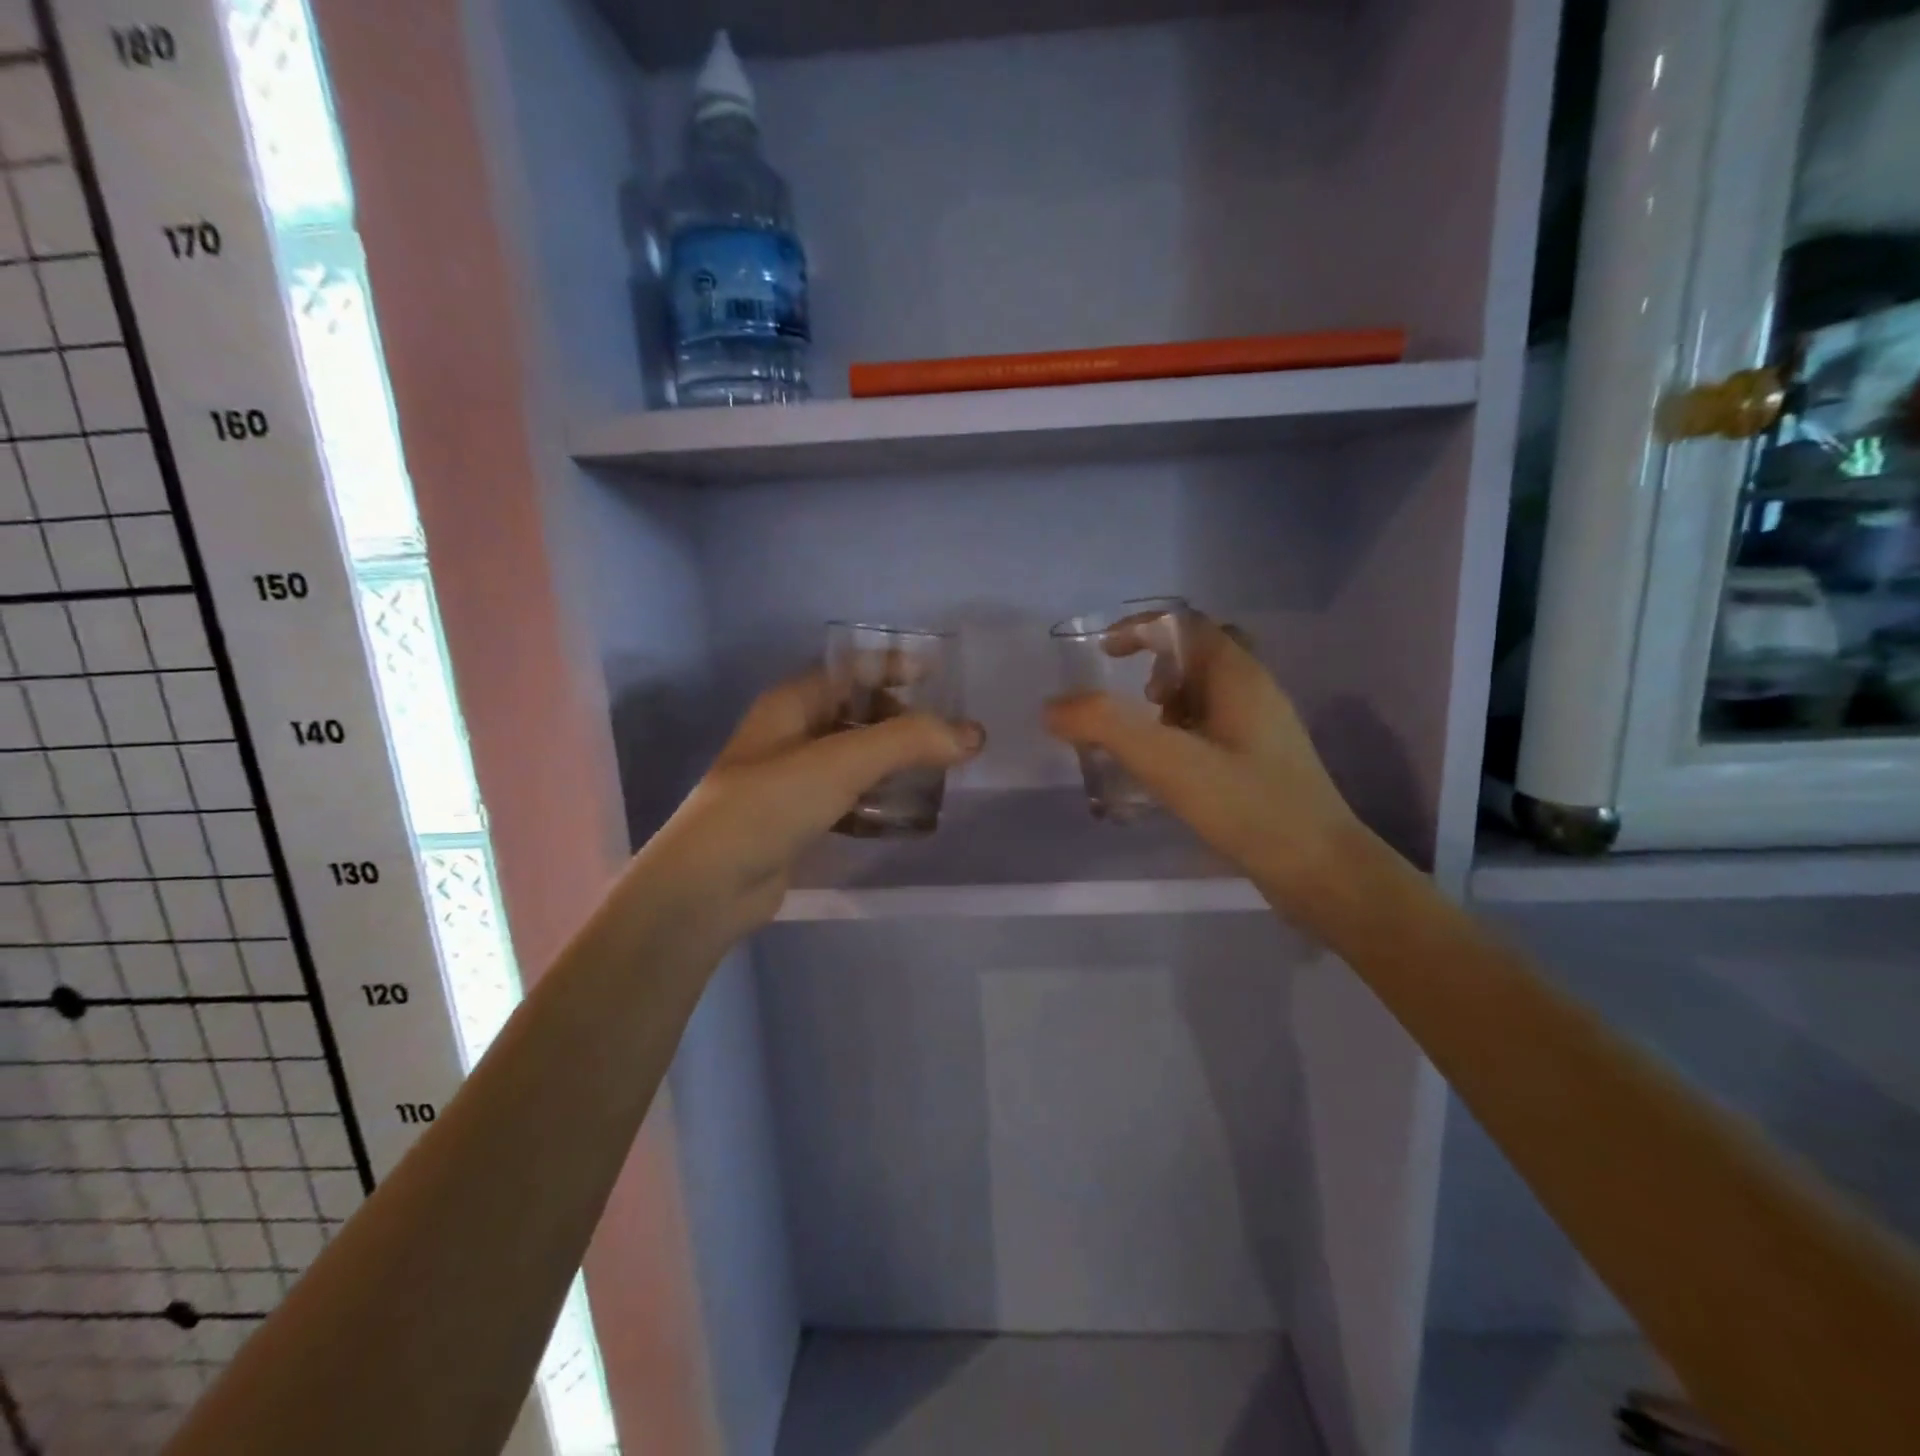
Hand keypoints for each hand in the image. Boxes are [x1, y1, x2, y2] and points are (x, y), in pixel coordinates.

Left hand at [642, 671, 984, 938]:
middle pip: (857, 713)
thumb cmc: (770, 805)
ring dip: (894, 762)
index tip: (942, 676)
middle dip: (903, 719)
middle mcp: (791, 734)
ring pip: (856, 758)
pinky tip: (907, 811)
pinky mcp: (799, 820)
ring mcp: (793, 779)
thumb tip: (974, 734)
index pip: (851, 670)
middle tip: (949, 733)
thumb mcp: (841, 762)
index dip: (895, 666)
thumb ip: (909, 741)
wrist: (710, 886)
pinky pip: (849, 797)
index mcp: (792, 703)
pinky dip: (878, 799)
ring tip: (940, 770)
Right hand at [1043, 613, 1370, 912]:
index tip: (1104, 653)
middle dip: (1157, 665)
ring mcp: (1263, 727)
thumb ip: (1106, 727)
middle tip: (1134, 698)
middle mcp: (1255, 690)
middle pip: (1199, 652)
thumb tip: (1053, 706)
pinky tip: (1169, 770)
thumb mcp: (1168, 761)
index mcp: (1237, 675)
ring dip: (1169, 700)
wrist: (1320, 869)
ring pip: (1207, 691)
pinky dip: (1182, 731)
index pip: (1185, 623)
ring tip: (1145, 740)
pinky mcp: (1262, 760)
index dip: (1141, 628)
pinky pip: (1213, 724)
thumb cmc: (1247, 805)